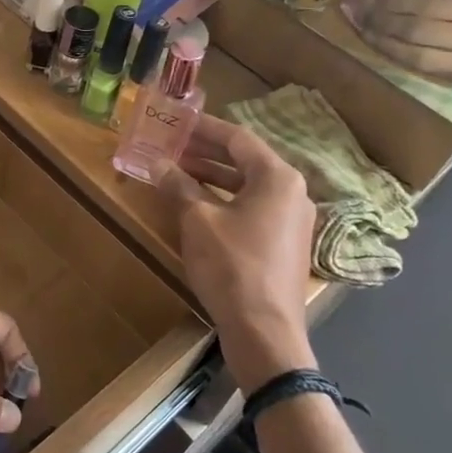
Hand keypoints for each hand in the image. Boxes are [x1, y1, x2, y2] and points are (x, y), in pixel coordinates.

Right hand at [160, 116, 317, 392]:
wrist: (264, 331)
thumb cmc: (232, 266)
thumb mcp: (197, 221)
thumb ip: (179, 186)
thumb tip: (159, 164)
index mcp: (277, 177)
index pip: (238, 138)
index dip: (204, 128)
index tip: (177, 121)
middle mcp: (292, 192)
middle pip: (245, 161)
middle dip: (206, 153)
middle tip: (171, 146)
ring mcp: (292, 221)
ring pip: (248, 187)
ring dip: (213, 178)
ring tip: (178, 173)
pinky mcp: (285, 245)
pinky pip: (253, 209)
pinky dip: (225, 201)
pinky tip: (198, 207)